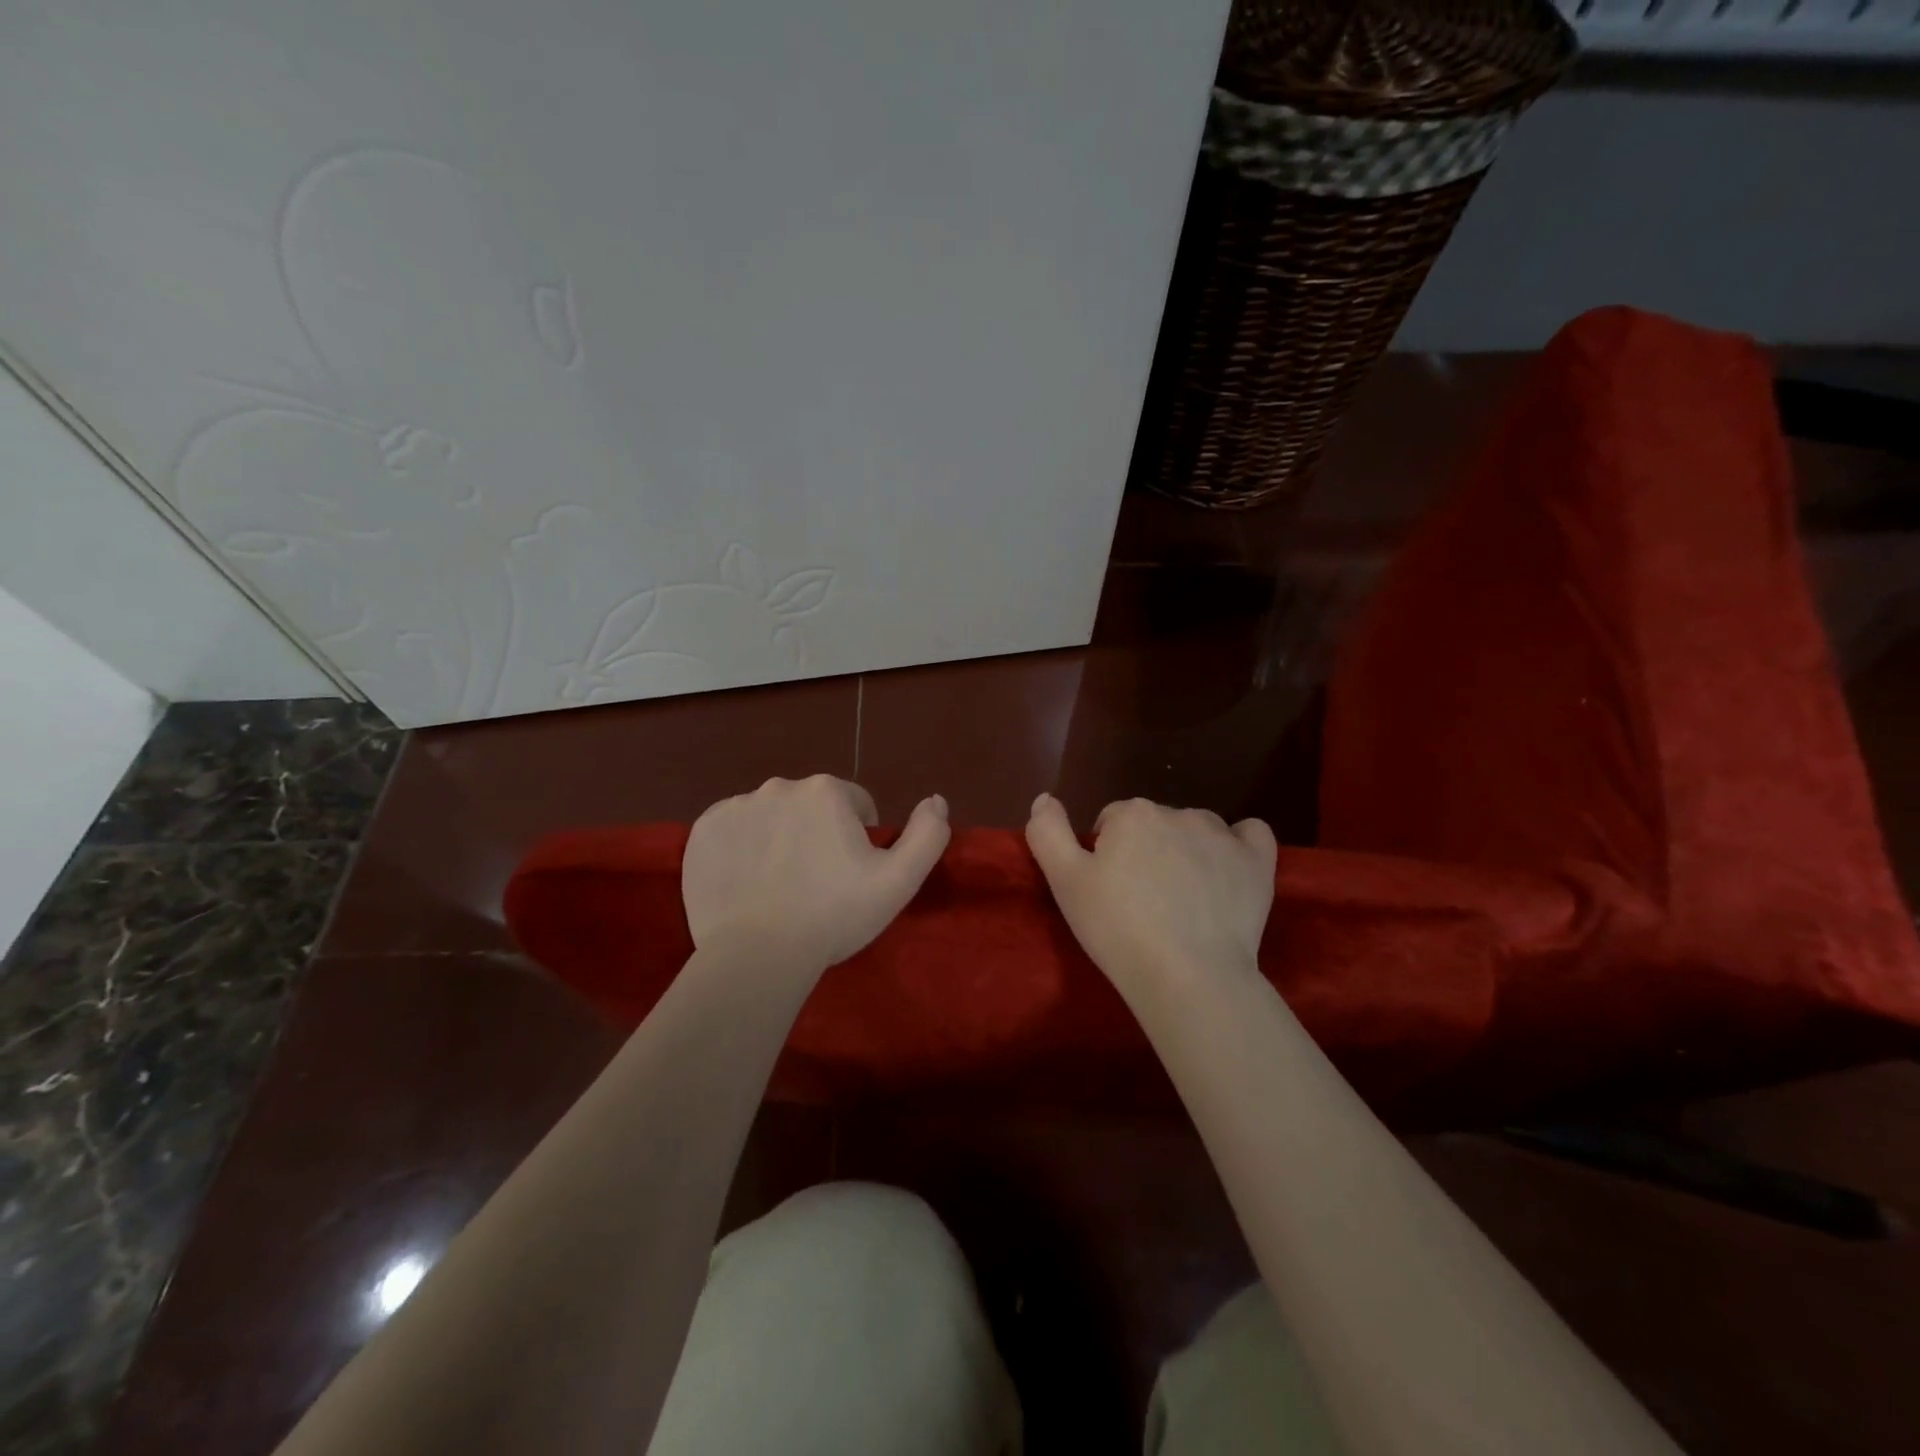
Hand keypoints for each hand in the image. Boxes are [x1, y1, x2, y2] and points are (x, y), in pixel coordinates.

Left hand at [683, 775, 949, 974]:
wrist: (757, 956)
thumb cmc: (834, 916)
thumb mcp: (898, 881)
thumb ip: (928, 834)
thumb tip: (936, 799)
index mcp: (827, 791)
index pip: (855, 805)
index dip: (859, 839)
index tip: (850, 875)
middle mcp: (780, 786)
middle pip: (811, 807)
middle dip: (817, 834)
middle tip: (816, 883)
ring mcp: (736, 806)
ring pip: (771, 816)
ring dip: (780, 839)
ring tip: (779, 887)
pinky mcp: (703, 830)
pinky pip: (733, 830)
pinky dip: (742, 848)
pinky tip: (747, 883)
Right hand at [1025, 794, 1276, 995]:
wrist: (1188, 977)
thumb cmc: (1118, 929)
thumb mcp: (1065, 883)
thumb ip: (1047, 833)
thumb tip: (1044, 797)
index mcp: (1132, 814)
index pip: (1111, 822)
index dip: (1105, 854)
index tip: (1108, 891)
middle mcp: (1179, 812)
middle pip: (1154, 824)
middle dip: (1145, 851)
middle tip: (1141, 901)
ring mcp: (1223, 835)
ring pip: (1197, 829)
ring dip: (1187, 850)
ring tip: (1183, 900)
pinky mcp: (1257, 862)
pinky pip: (1252, 834)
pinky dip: (1240, 844)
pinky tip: (1228, 870)